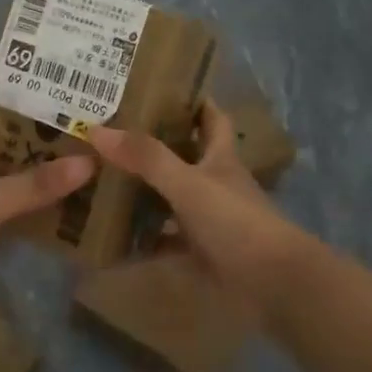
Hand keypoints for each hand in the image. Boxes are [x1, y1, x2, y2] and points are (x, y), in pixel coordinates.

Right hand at [85, 101, 315, 310]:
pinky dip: (143, 238)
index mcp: (219, 157)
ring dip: (144, 191)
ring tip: (102, 179)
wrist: (273, 283)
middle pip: (183, 155)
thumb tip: (97, 130)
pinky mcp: (201, 252)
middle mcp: (215, 182)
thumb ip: (146, 158)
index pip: (210, 117)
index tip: (157, 87)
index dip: (191, 101)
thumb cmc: (236, 221)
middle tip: (110, 134)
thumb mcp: (188, 183)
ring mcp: (209, 218)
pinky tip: (113, 236)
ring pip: (171, 197)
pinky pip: (165, 240)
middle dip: (152, 145)